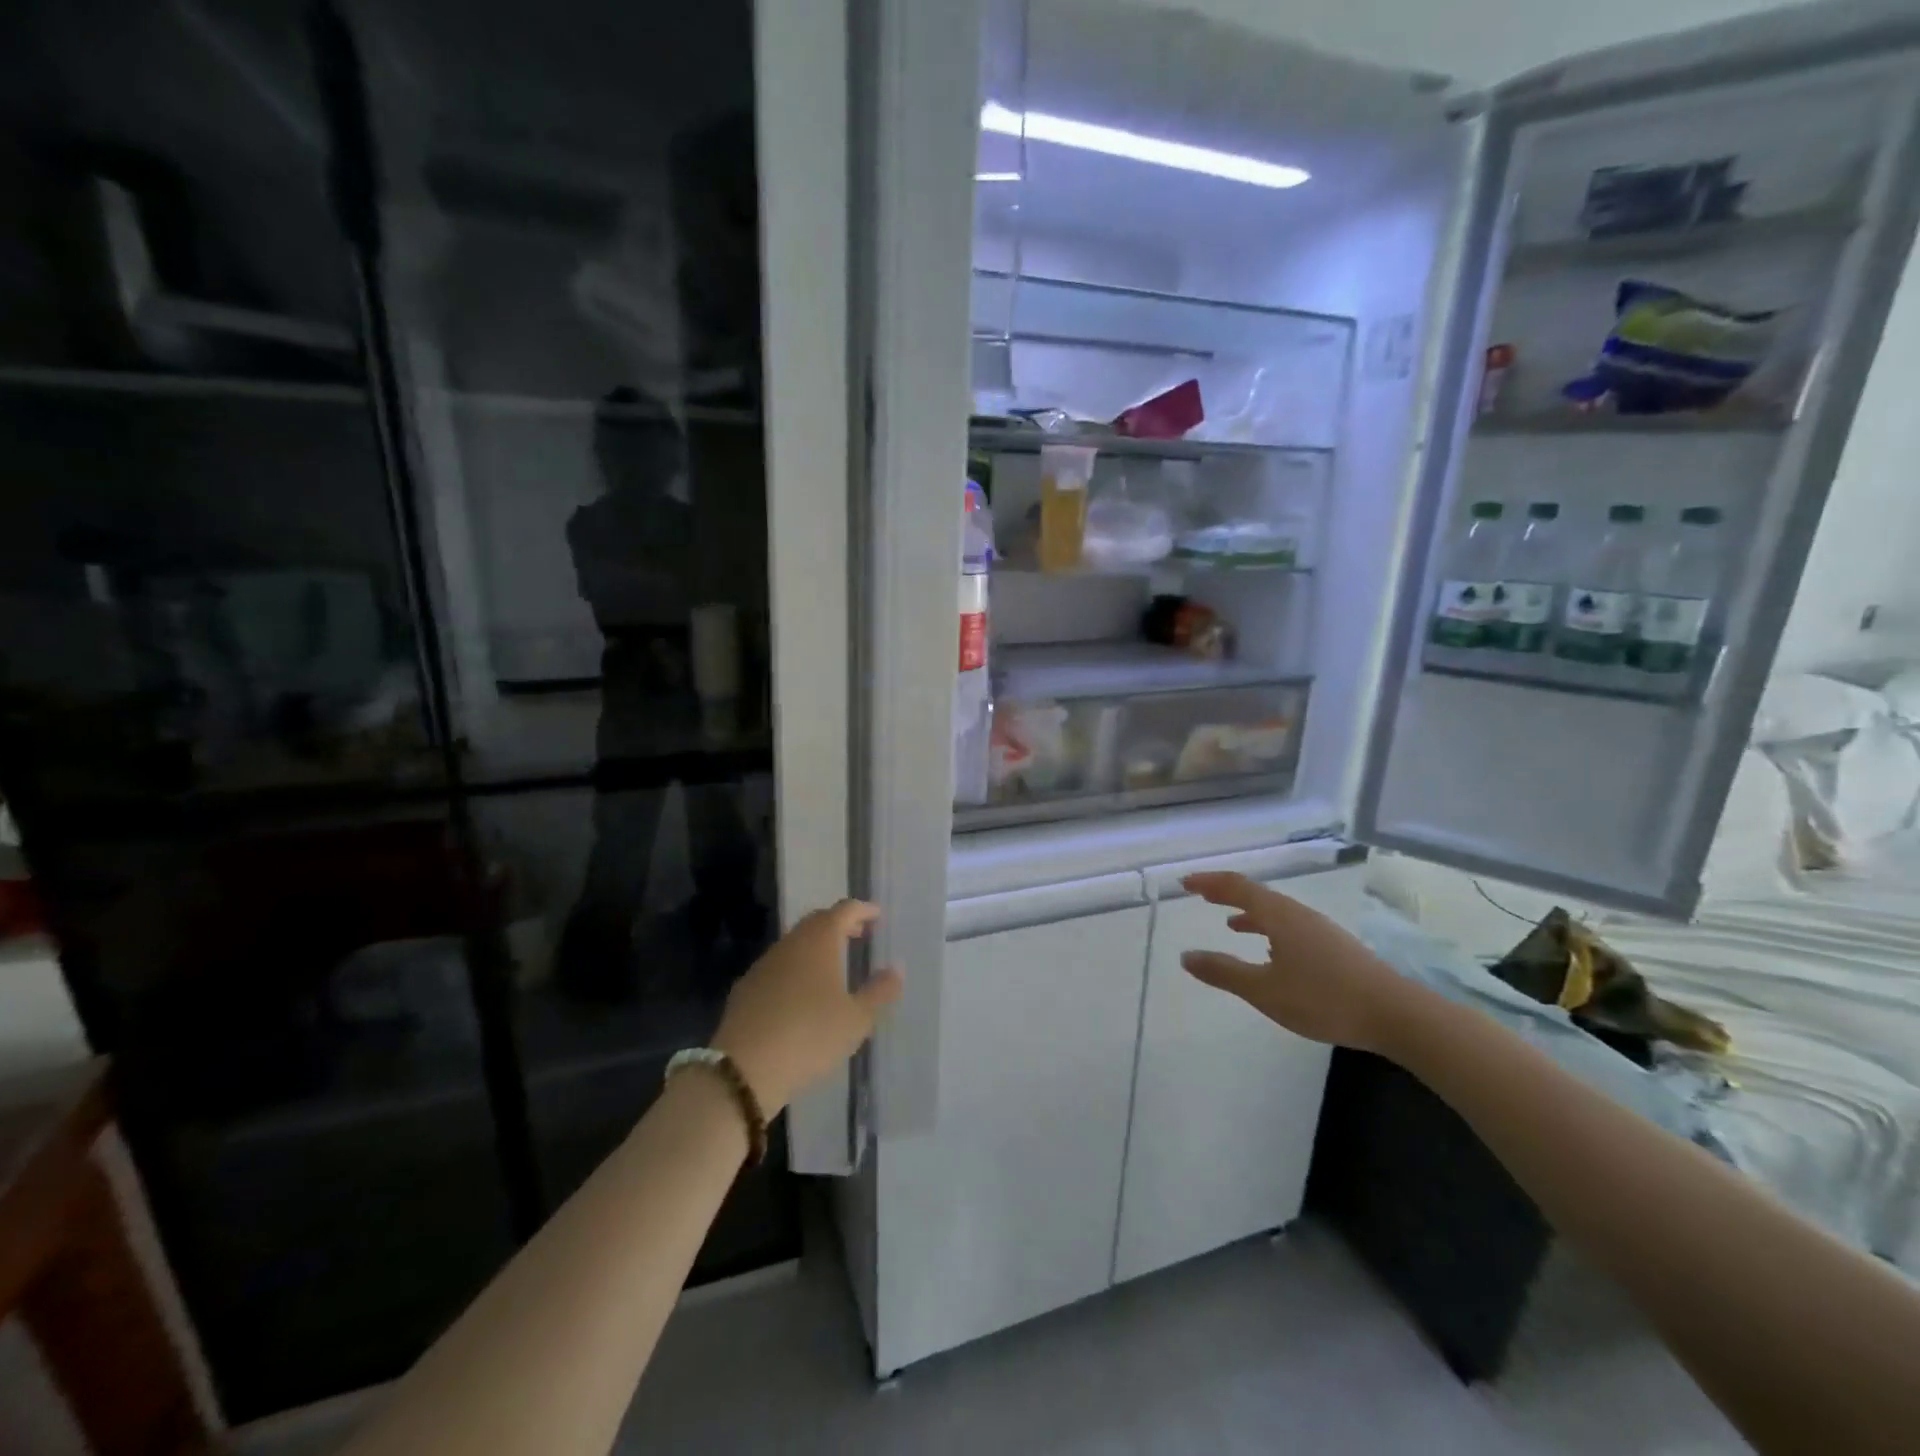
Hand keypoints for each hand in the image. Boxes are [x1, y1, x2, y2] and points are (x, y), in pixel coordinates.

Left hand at [712, 900, 902, 1113]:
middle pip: (817, 922)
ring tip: (834, 964)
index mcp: (819, 941)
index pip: (844, 910)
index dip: (862, 910)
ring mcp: (764, 965)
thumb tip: (896, 968)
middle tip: (859, 934)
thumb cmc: (810, 1036)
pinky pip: (778, 966)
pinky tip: (801, 993)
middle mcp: (790, 944)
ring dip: (816, 946)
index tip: (876, 915)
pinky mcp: (746, 989)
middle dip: (839, 924)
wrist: (743, 1069)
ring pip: (795, 944)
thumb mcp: (857, 1019)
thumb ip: (880, 991)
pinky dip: (796, 968)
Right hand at [1178, 872, 1416, 1053]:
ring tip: (1230, 923)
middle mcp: (1299, 914)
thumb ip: (1224, 972)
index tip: (1185, 883)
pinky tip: (1271, 951)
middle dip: (1227, 894)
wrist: (1395, 1014)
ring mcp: (1320, 929)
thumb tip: (1186, 956)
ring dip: (1249, 912)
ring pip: (1276, 911)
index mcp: (1279, 915)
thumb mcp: (1264, 990)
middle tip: (1201, 896)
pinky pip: (1290, 926)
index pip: (1237, 887)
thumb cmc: (1323, 998)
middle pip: (1257, 894)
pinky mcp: (1334, 947)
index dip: (1209, 882)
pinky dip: (1269, 928)